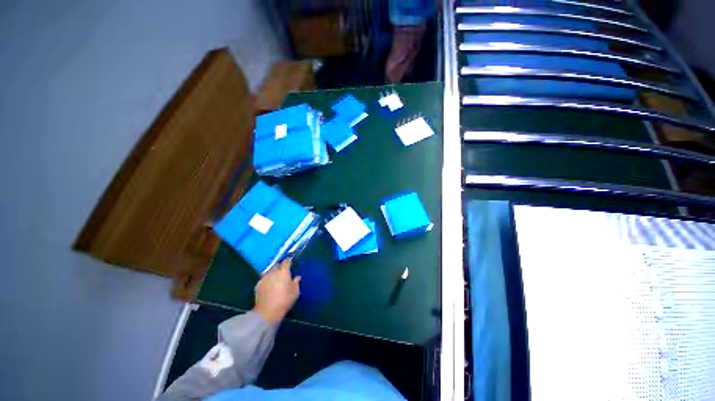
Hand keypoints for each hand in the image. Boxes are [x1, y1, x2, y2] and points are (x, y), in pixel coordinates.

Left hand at [253, 258, 300, 323]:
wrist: (267, 312)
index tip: (291, 261)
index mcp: (283, 272)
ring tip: (276, 279)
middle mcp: (273, 272)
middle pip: (277, 265)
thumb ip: (296, 282)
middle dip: (280, 267)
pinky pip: (264, 279)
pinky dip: (267, 280)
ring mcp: (264, 278)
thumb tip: (297, 277)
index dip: (289, 260)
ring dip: (273, 273)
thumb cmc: (285, 300)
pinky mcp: (258, 285)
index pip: (286, 261)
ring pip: (269, 271)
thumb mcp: (295, 292)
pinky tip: (269, 286)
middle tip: (284, 272)